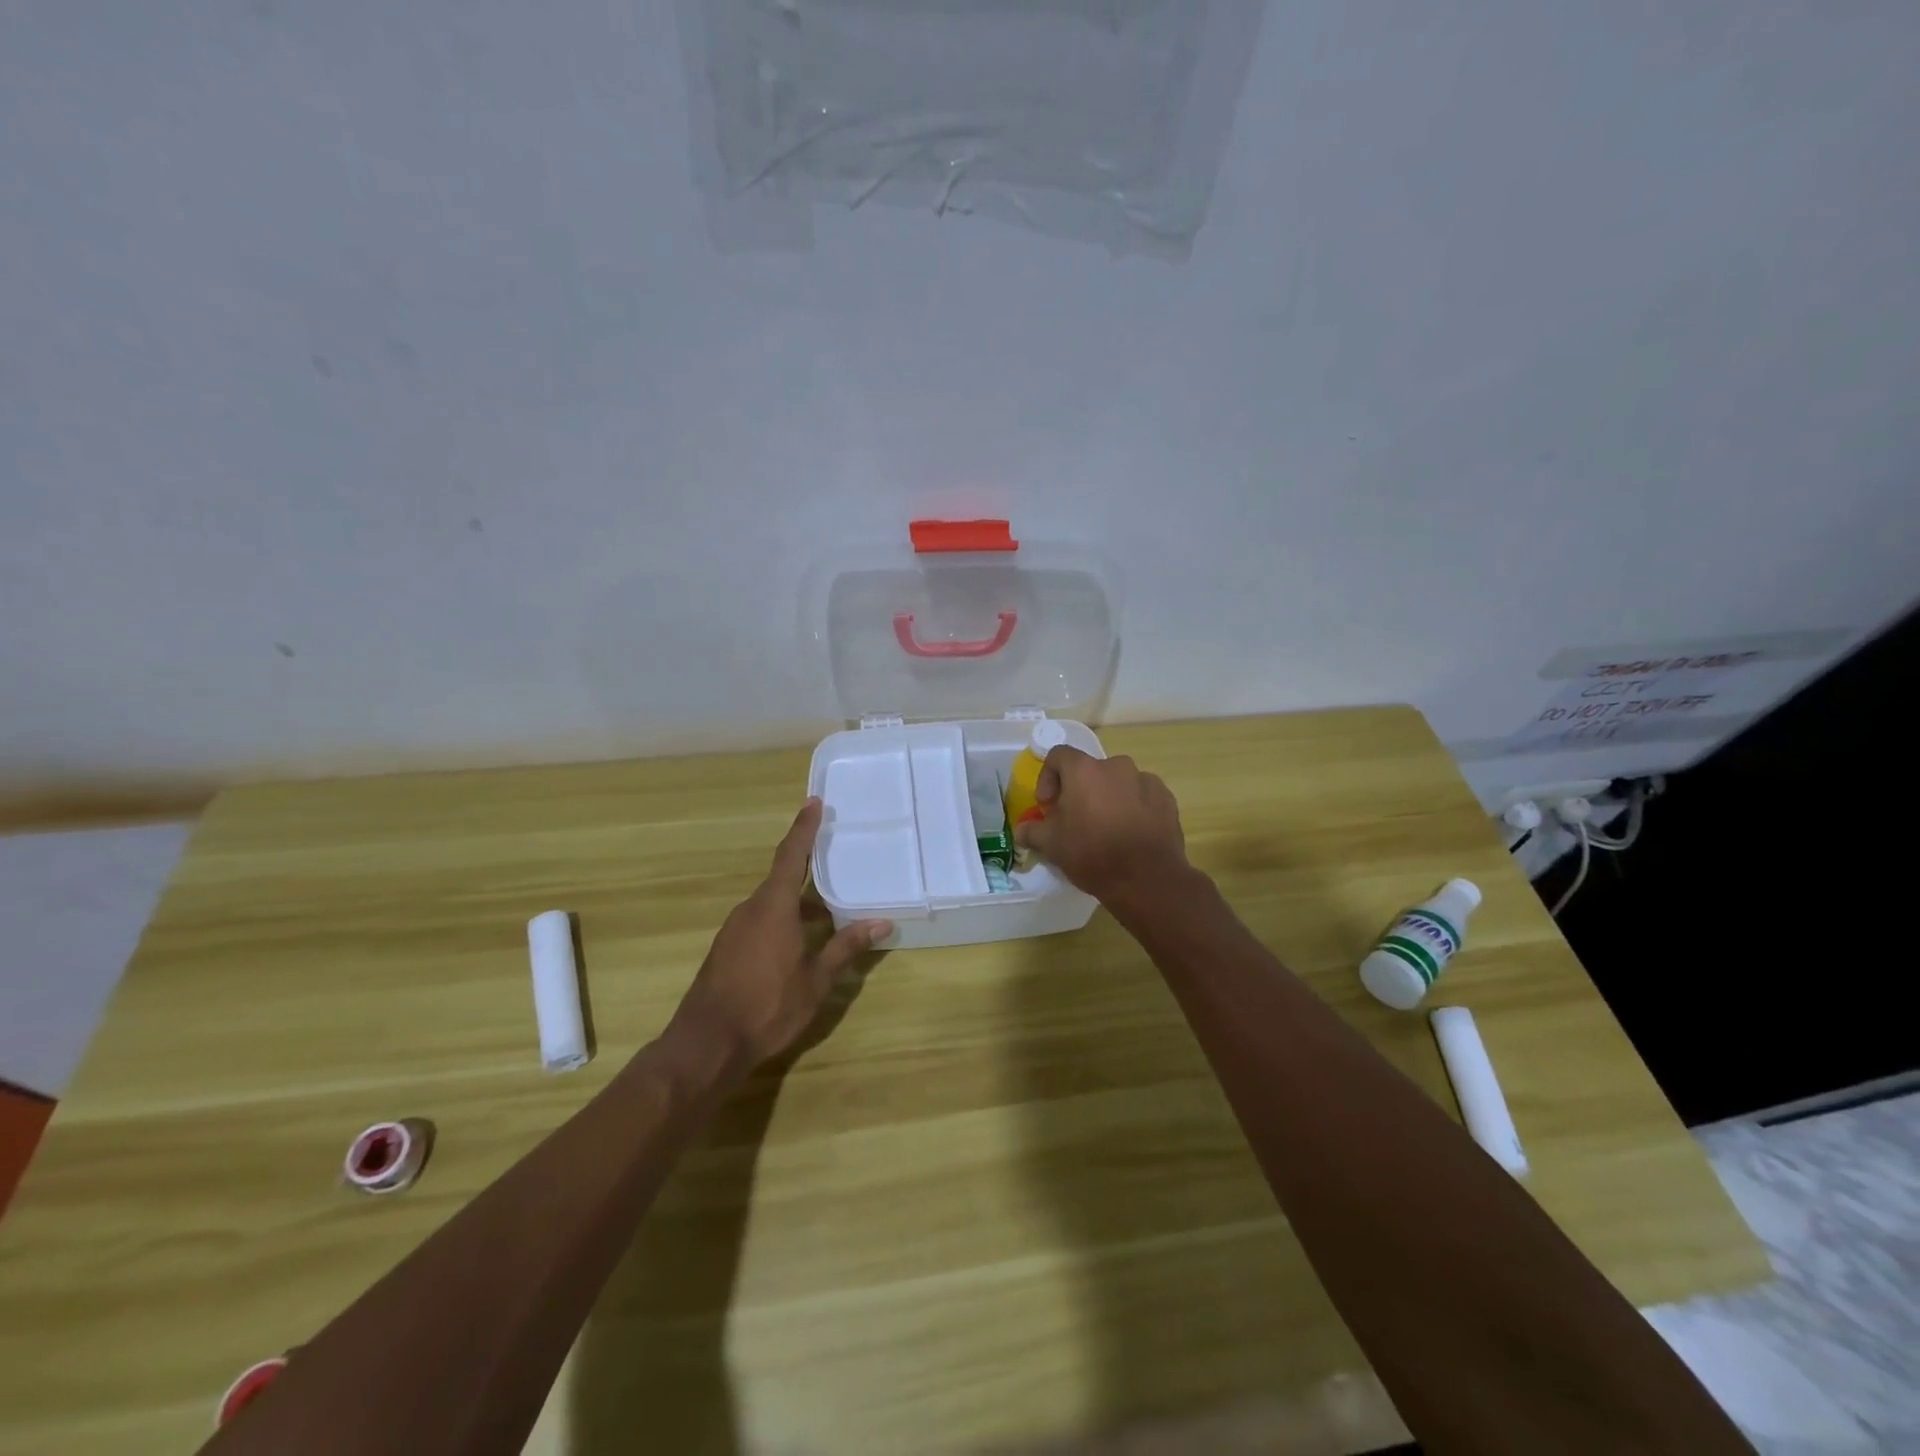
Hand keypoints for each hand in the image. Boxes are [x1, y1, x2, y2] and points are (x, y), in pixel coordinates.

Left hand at [667, 799, 891, 1071]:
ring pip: (771, 904)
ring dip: (797, 902)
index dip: (803, 828)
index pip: (791, 855)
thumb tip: (882, 923)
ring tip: (827, 910)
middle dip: (807, 869)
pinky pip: (760, 921)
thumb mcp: (816, 979)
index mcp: (773, 906)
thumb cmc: (767, 1006)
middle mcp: (750, 909)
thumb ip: (847, 947)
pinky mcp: (726, 949)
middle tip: (834, 859)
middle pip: (781, 879)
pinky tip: (799, 942)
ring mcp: (734, 930)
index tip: (813, 802)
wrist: (706, 1044)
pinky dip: (782, 920)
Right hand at [1013, 745, 1189, 909]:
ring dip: (1108, 798)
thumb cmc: (1092, 854)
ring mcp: (1145, 780)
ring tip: (1107, 828)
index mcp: (1084, 770)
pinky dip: (1133, 807)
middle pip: (1090, 771)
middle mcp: (1116, 766)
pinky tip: (1131, 833)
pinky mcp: (1166, 798)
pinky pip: (1142, 795)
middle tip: (1077, 820)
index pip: (1058, 755)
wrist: (1146, 878)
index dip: (1048, 777)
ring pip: (1118, 782)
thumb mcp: (1052, 845)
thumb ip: (1032, 831)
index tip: (1049, 805)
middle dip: (1080, 791)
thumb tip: (1022, 830)